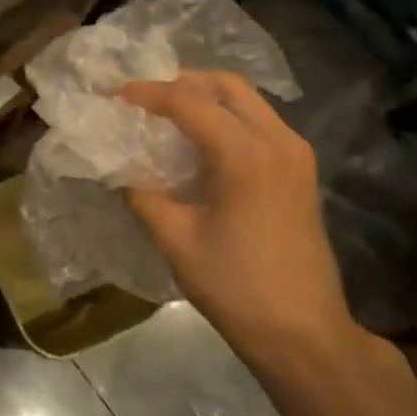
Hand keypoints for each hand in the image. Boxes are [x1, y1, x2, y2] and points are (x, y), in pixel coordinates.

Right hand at [120, 72, 357, 362]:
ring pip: (248, 101)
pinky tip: (200, 142)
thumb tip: (117, 168)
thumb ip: (142, 194)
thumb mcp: (176, 240)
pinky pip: (260, 123)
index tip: (114, 95)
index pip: (189, 102)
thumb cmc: (235, 287)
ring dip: (206, 98)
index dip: (148, 93)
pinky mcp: (301, 171)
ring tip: (166, 115)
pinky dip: (226, 118)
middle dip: (181, 82)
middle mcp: (278, 141)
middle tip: (143, 98)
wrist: (303, 332)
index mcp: (245, 155)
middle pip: (227, 86)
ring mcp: (296, 154)